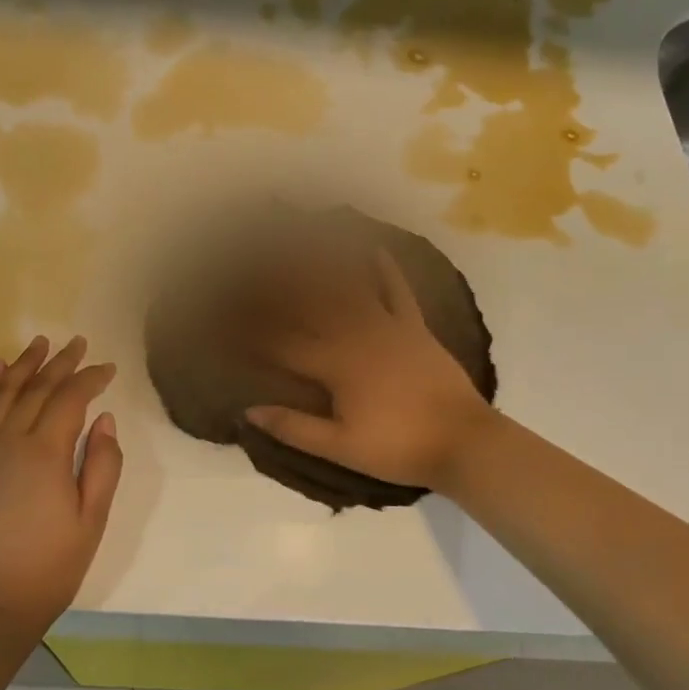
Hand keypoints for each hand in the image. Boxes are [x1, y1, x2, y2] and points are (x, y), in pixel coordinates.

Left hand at [0, 335, 121, 643]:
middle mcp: (9, 441)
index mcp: (44, 453)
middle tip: (78, 341)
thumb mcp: (90, 521)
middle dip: (60, 363)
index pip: (70, 399)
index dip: (91, 379)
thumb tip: (105, 419)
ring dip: (24, 365)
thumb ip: (102, 465)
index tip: (109, 368)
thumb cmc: (47, 570)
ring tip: (39, 342)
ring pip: (4, 394)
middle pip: (37, 389)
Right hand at [245, 248, 499, 493]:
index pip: (283, 344)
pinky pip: (398, 291)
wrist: (462, 441)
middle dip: (280, 286)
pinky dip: (386, 269)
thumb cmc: (398, 447)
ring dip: (324, 266)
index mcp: (335, 365)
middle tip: (255, 262)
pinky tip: (374, 248)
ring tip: (302, 242)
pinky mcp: (415, 327)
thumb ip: (294, 427)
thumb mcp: (341, 447)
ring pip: (349, 290)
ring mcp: (388, 326)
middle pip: (311, 306)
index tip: (226, 317)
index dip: (252, 331)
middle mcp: (356, 335)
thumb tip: (247, 411)